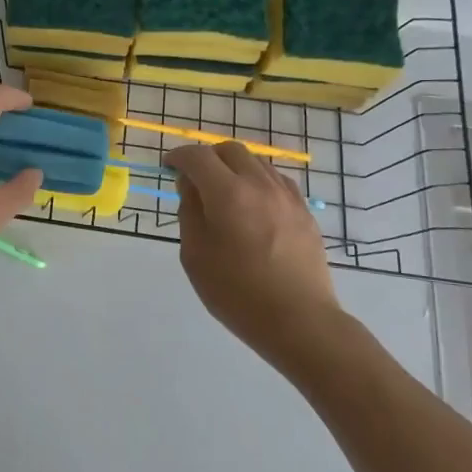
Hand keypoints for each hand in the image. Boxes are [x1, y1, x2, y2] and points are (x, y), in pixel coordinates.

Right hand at [166, 142, 344, 369]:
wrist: (299, 321)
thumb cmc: (237, 293)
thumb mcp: (195, 255)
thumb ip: (189, 212)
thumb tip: (190, 185)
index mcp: (228, 194)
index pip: (197, 157)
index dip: (178, 157)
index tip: (168, 167)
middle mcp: (259, 185)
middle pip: (229, 150)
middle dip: (207, 157)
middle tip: (194, 179)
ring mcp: (287, 196)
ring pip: (256, 162)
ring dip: (233, 168)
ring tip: (223, 193)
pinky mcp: (304, 211)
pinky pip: (276, 180)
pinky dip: (257, 181)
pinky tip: (252, 205)